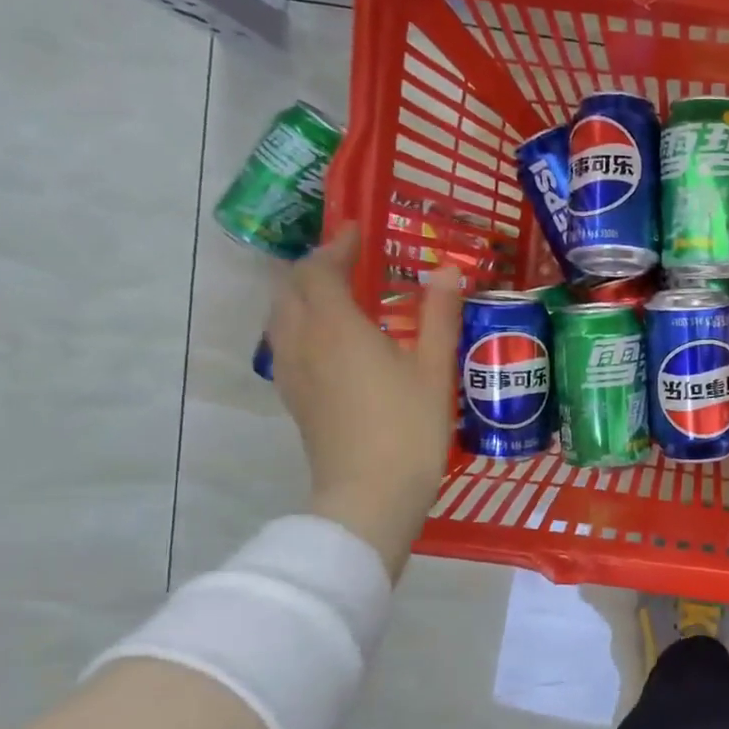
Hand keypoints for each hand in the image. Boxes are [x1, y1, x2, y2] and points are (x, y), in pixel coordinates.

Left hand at [266, 226, 462, 578]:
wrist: (369, 496)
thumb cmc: (408, 428)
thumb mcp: (434, 369)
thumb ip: (440, 314)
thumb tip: (448, 270)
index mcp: (336, 326)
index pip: (321, 268)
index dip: (338, 245)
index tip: (358, 232)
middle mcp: (303, 341)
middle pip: (290, 287)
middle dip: (315, 266)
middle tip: (349, 261)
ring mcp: (292, 372)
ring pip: (280, 315)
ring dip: (301, 293)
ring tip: (336, 295)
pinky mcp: (295, 399)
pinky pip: (285, 344)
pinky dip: (300, 324)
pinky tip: (329, 341)